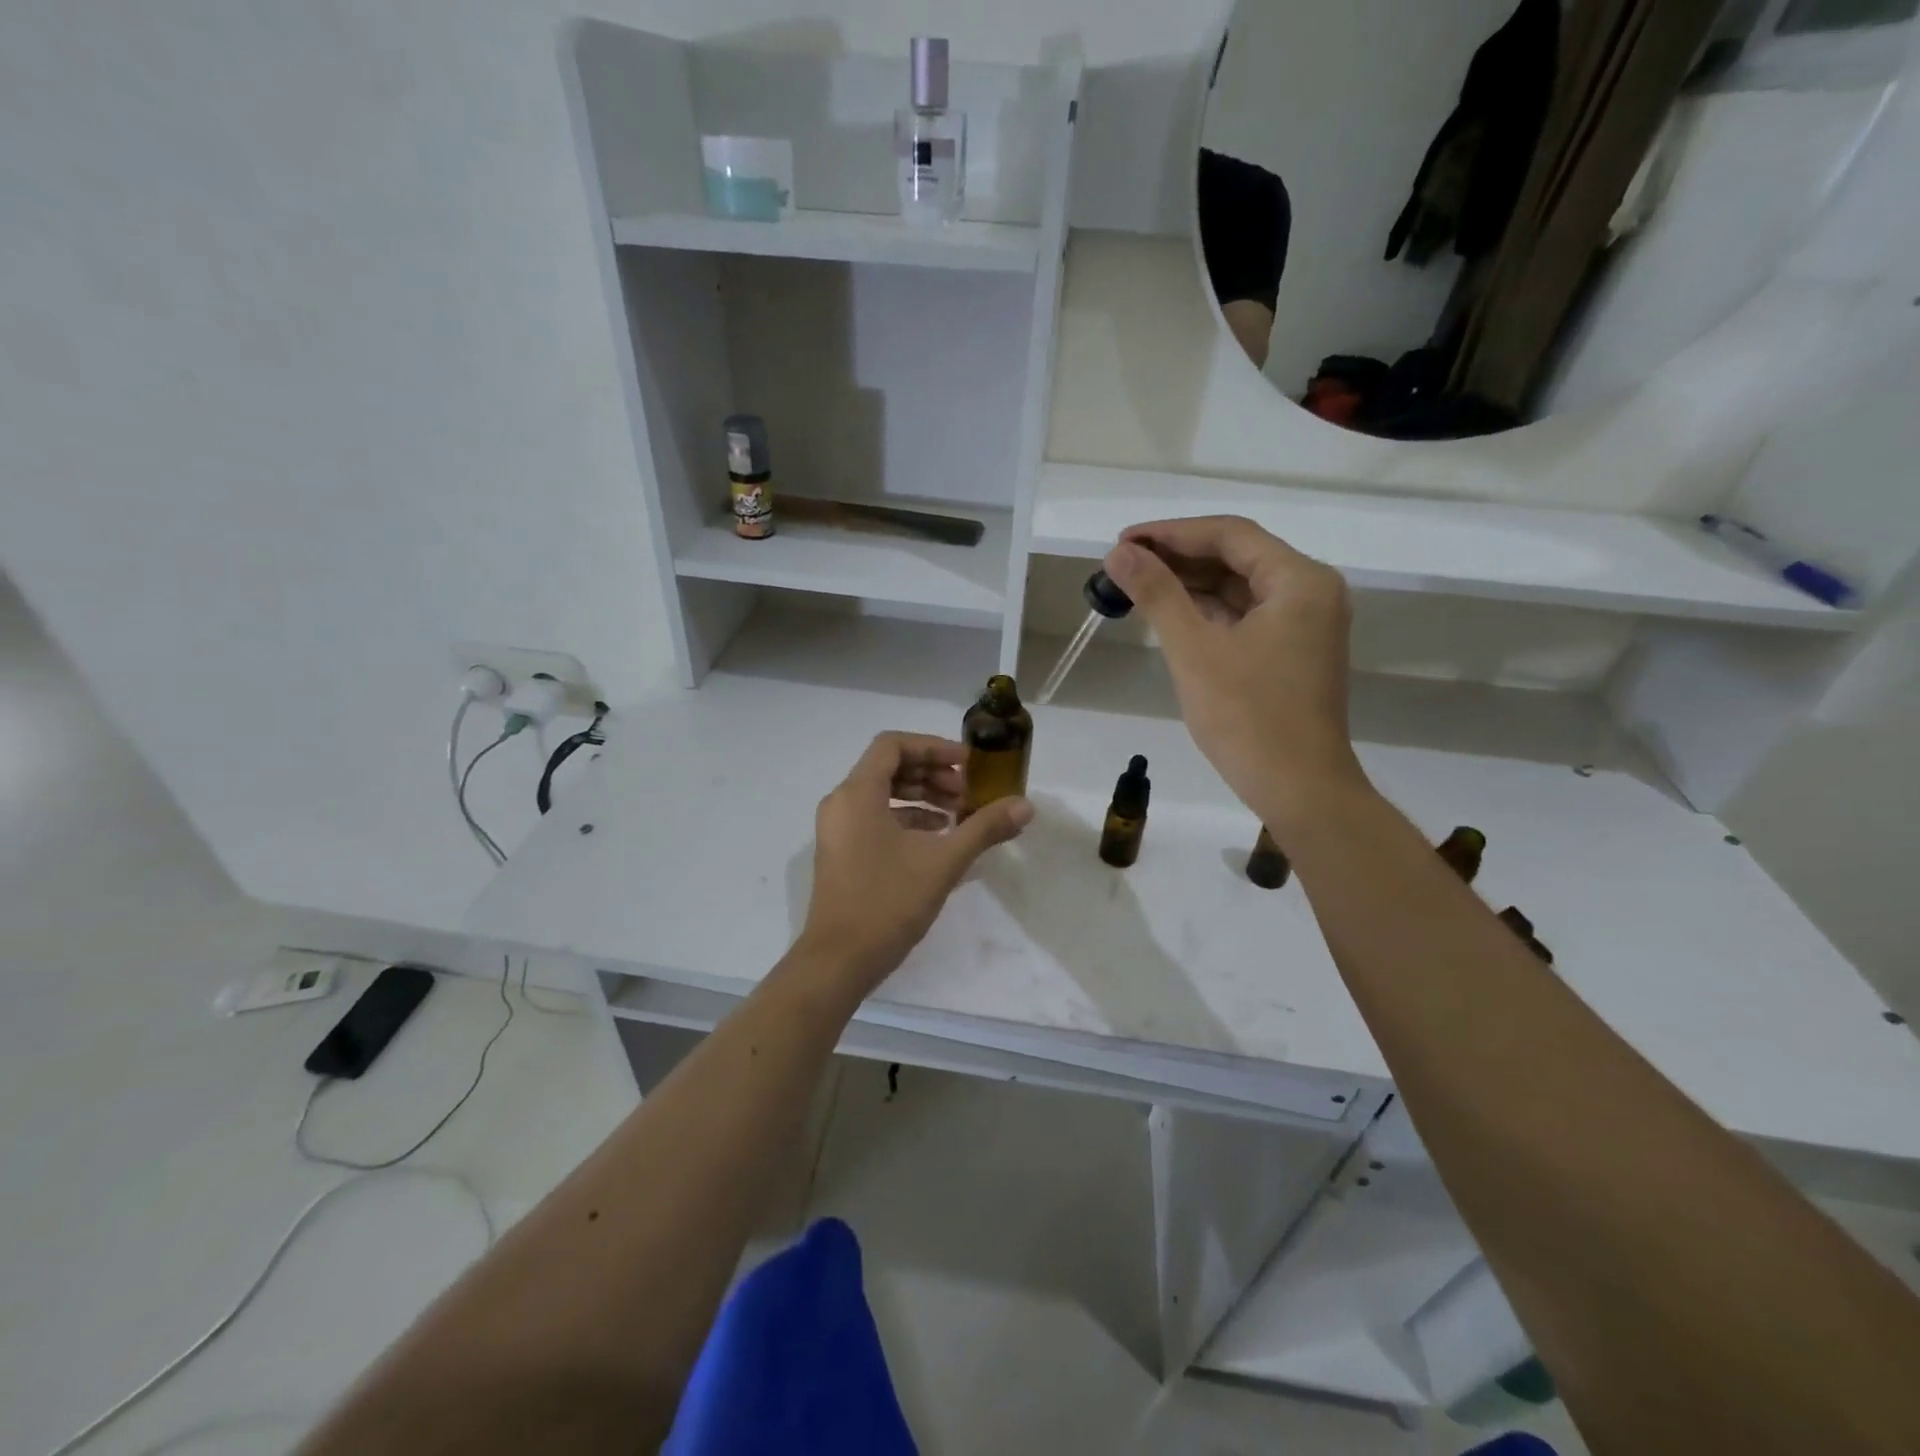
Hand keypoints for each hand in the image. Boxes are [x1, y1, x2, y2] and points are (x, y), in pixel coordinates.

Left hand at [797, 732, 1031, 994]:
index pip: (893, 745)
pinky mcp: (841, 852)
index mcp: (857, 793)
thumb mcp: (943, 862)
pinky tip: (937, 838)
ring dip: (921, 797)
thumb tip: (1025, 806)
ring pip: (882, 794)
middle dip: (931, 774)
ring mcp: (837, 829)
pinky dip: (906, 818)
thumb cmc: (888, 902)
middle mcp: (841, 803)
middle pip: (888, 767)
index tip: (967, 764)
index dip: (933, 747)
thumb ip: (984, 828)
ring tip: (958, 814)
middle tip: (967, 792)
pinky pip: (874, 818)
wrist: (839, 962)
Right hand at [1103, 516, 1366, 829]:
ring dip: (1189, 585)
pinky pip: (1245, 616)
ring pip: (1239, 588)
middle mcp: (1310, 592)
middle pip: (1237, 557)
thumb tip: (1118, 552)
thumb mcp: (1194, 650)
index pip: (1230, 536)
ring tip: (1135, 586)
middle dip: (1178, 558)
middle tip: (1122, 565)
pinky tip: (1168, 614)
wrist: (1299, 790)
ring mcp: (1305, 624)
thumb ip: (1157, 594)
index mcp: (1299, 580)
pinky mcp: (1293, 652)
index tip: (1123, 542)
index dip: (1171, 533)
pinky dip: (1207, 612)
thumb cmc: (1248, 718)